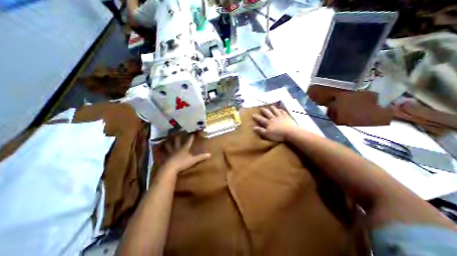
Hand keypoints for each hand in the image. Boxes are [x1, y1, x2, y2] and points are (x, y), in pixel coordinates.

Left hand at [160, 134, 209, 173]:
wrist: (170, 168)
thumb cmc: (183, 163)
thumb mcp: (193, 160)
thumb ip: (201, 157)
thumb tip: (210, 154)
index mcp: (184, 149)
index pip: (188, 141)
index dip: (190, 137)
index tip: (192, 132)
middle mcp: (177, 149)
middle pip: (177, 142)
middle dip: (178, 137)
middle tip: (176, 132)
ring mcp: (170, 153)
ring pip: (169, 146)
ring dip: (168, 143)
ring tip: (166, 140)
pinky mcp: (166, 158)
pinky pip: (163, 153)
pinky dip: (160, 151)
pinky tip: (157, 150)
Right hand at [252, 105, 298, 142]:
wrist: (290, 132)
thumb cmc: (278, 135)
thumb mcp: (267, 134)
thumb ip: (260, 130)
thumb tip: (253, 127)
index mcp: (268, 123)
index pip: (261, 119)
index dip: (257, 117)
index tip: (253, 115)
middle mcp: (273, 118)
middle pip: (268, 113)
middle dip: (264, 111)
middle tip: (261, 108)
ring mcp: (280, 117)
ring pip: (275, 111)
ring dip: (273, 109)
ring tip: (271, 106)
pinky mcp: (287, 117)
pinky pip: (283, 112)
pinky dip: (281, 110)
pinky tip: (280, 109)